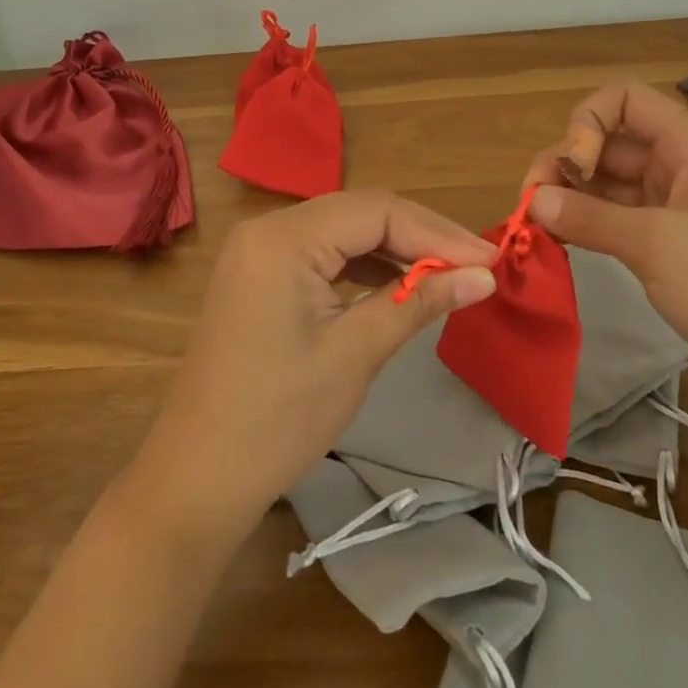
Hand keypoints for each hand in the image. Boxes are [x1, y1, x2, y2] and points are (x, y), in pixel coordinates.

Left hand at [129, 191, 496, 539]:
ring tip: (447, 274)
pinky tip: (397, 283)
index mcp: (284, 237)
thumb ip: (418, 301)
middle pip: (359, 212)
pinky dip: (361, 265)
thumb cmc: (278, 418)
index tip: (489, 260)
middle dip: (420, 236)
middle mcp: (268, 227)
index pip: (377, 210)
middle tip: (476, 266)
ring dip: (394, 249)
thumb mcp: (356, 354)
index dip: (438, 232)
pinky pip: (321, 252)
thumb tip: (483, 276)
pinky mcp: (259, 273)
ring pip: (342, 230)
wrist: (197, 476)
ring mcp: (259, 249)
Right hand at [523, 81, 687, 409]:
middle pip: (610, 142)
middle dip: (566, 164)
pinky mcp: (674, 249)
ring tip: (540, 228)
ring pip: (610, 184)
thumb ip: (588, 216)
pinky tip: (564, 243)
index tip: (573, 168)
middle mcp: (682, 169)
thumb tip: (536, 202)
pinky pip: (619, 220)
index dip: (588, 122)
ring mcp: (678, 211)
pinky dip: (589, 225)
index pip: (625, 100)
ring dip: (572, 197)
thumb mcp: (657, 246)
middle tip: (533, 206)